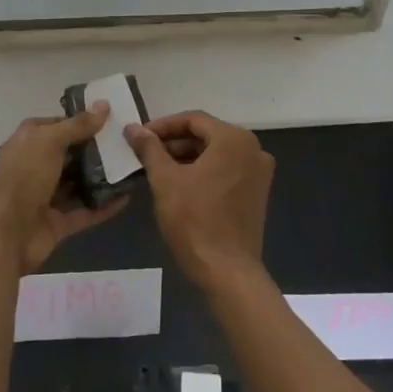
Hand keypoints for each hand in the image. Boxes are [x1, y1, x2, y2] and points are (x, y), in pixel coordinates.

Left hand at [0, 106, 127, 276]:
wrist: (4, 236)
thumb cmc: (23, 178)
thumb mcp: (49, 142)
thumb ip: (77, 125)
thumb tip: (104, 104)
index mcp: (28, 141)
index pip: (58, 124)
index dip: (82, 120)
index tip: (112, 118)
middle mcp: (35, 166)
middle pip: (70, 154)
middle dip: (96, 149)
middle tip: (128, 142)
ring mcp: (46, 196)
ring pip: (78, 183)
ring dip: (102, 178)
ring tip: (132, 167)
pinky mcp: (57, 222)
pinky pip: (85, 211)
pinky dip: (104, 205)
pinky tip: (126, 197)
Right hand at [125, 111, 273, 290]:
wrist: (227, 271)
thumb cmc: (194, 220)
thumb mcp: (165, 180)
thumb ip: (149, 148)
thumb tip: (133, 128)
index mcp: (234, 139)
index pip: (193, 120)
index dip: (162, 126)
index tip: (139, 137)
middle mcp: (253, 149)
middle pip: (206, 135)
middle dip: (174, 143)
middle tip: (145, 154)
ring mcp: (259, 172)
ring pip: (216, 154)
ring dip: (187, 157)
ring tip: (157, 169)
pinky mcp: (257, 193)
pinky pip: (226, 170)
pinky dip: (203, 172)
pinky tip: (180, 184)